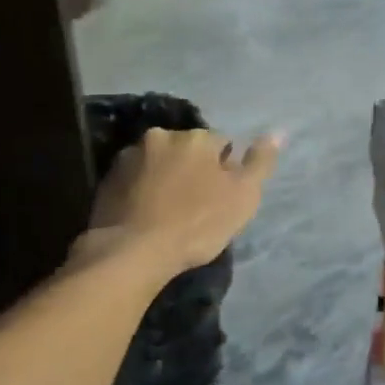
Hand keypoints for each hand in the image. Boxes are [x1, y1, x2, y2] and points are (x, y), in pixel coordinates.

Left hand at [85, 128, 281, 275]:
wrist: (132, 252)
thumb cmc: (197, 224)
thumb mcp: (243, 196)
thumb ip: (260, 162)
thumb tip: (278, 132)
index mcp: (197, 137)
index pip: (222, 144)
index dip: (226, 170)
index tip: (222, 196)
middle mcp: (162, 136)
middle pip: (188, 149)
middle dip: (194, 168)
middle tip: (197, 205)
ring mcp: (130, 156)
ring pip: (160, 162)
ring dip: (167, 177)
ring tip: (169, 212)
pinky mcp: (107, 179)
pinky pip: (135, 179)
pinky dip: (143, 190)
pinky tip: (148, 215)